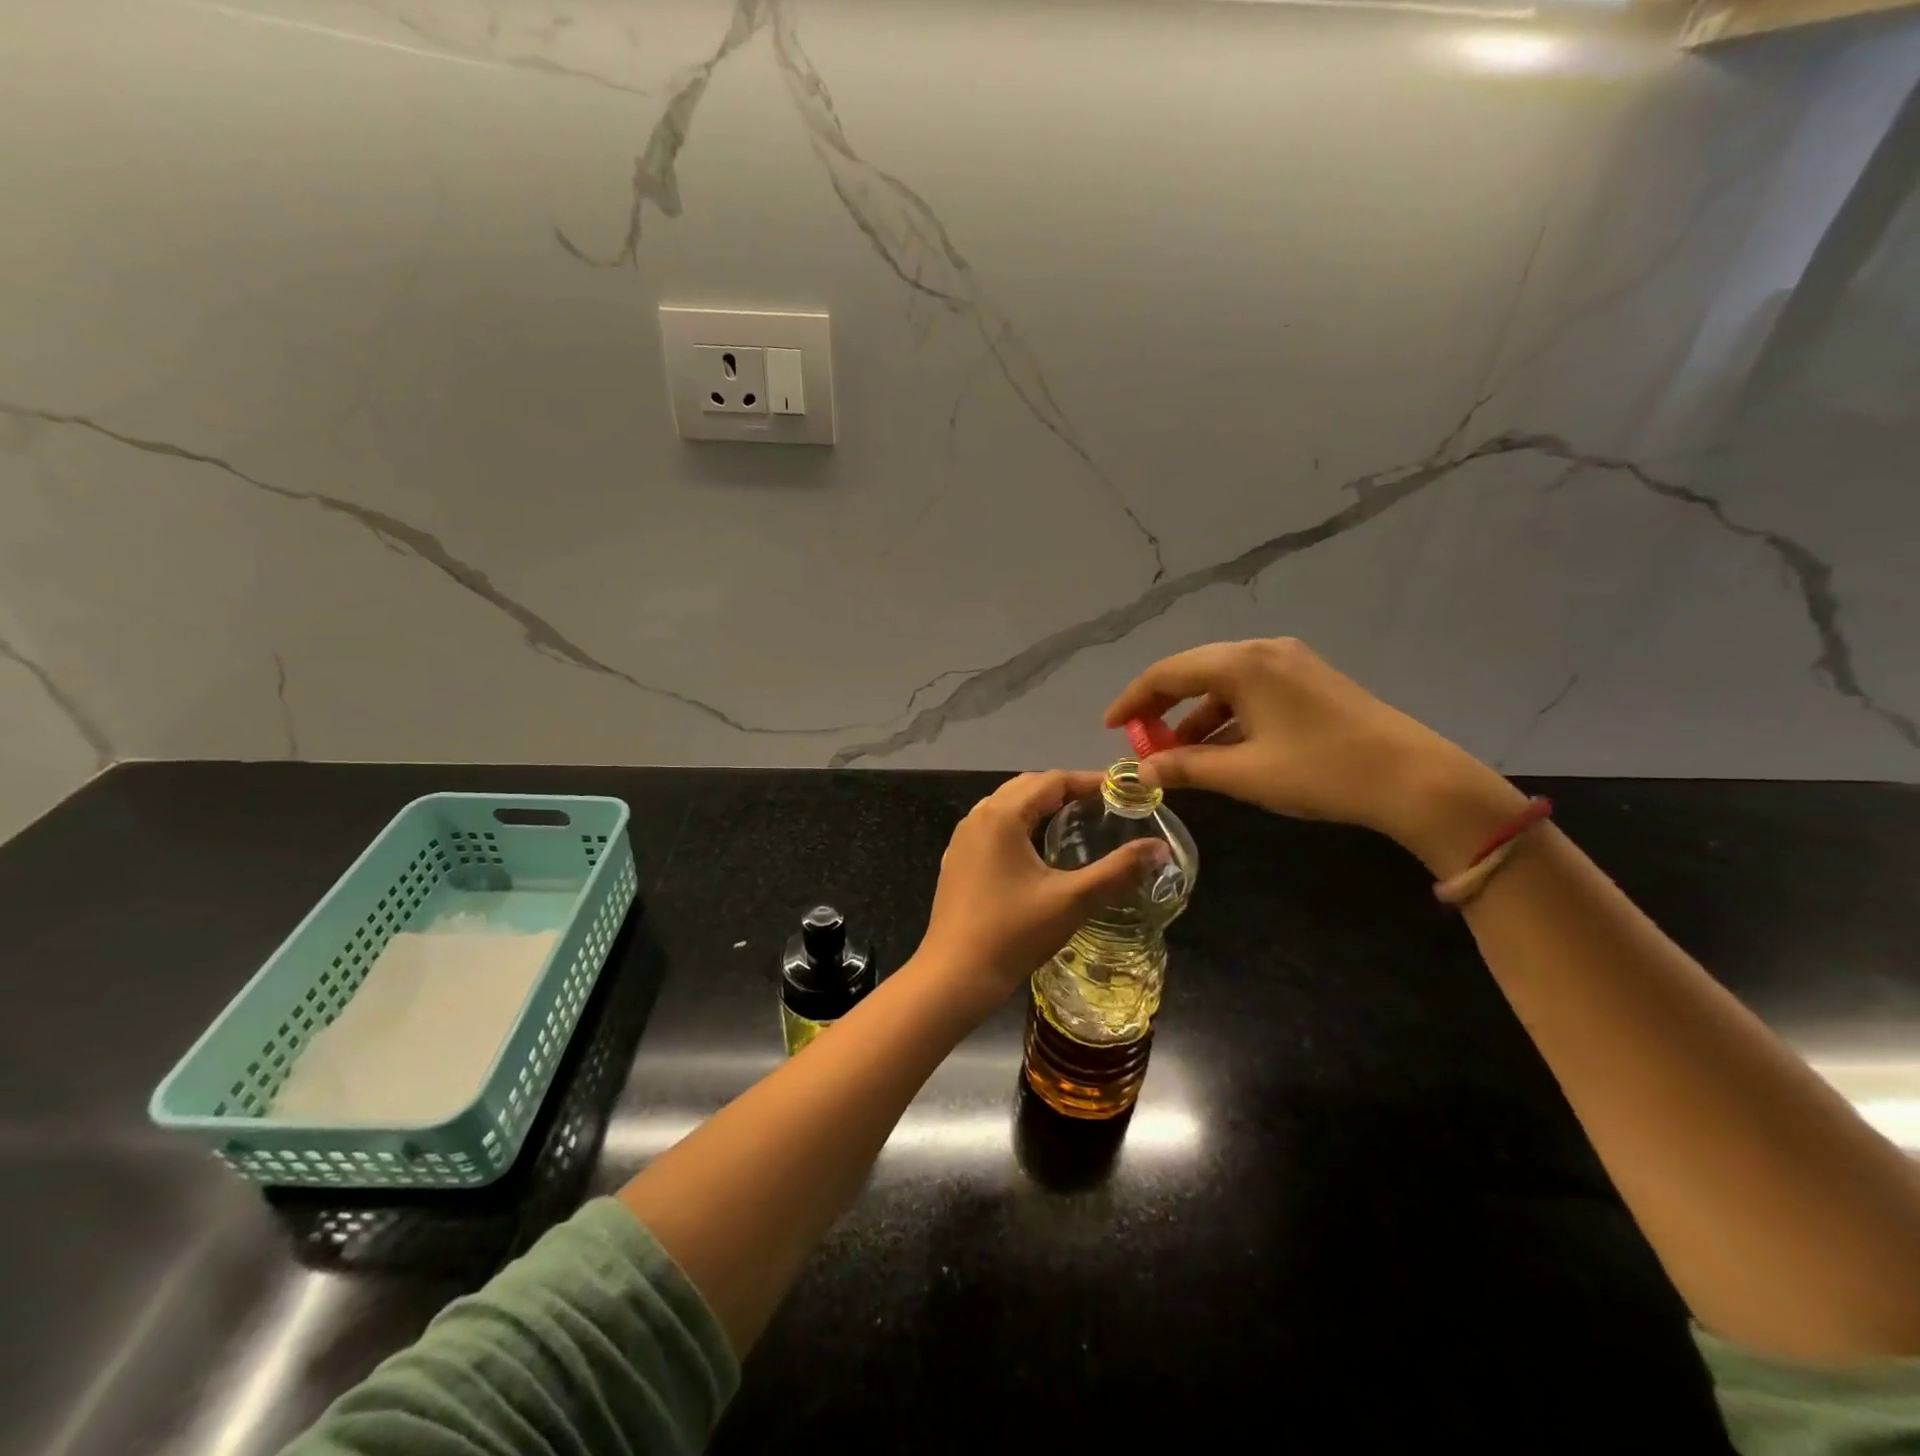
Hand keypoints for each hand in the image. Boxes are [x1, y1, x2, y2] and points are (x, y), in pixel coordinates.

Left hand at [916, 771, 1163, 1012]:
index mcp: (1001, 816)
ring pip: (1006, 806)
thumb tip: (1160, 848)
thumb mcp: (1072, 901)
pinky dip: (1020, 824)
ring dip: (1040, 805)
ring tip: (1076, 819)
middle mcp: (977, 817)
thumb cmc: (1013, 933)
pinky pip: (993, 827)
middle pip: (1026, 787)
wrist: (954, 976)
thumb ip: (1118, 871)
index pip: (1051, 781)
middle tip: (1103, 803)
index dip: (1089, 781)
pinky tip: (1038, 849)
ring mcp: (962, 840)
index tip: (1123, 789)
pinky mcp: (958, 861)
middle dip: (1065, 789)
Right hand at [1105, 638, 1524, 872]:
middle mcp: (1263, 651)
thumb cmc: (1320, 771)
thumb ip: (1185, 767)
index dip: (1133, 700)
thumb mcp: (1244, 774)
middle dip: (1162, 708)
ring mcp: (1291, 663)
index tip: (1111, 727)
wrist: (1413, 779)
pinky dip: (1226, 717)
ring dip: (1194, 716)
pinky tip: (1220, 749)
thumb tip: (1140, 771)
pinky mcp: (1310, 681)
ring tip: (1178, 755)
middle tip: (1141, 741)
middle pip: (1193, 671)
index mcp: (1241, 664)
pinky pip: (1250, 691)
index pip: (1167, 673)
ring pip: (1223, 683)